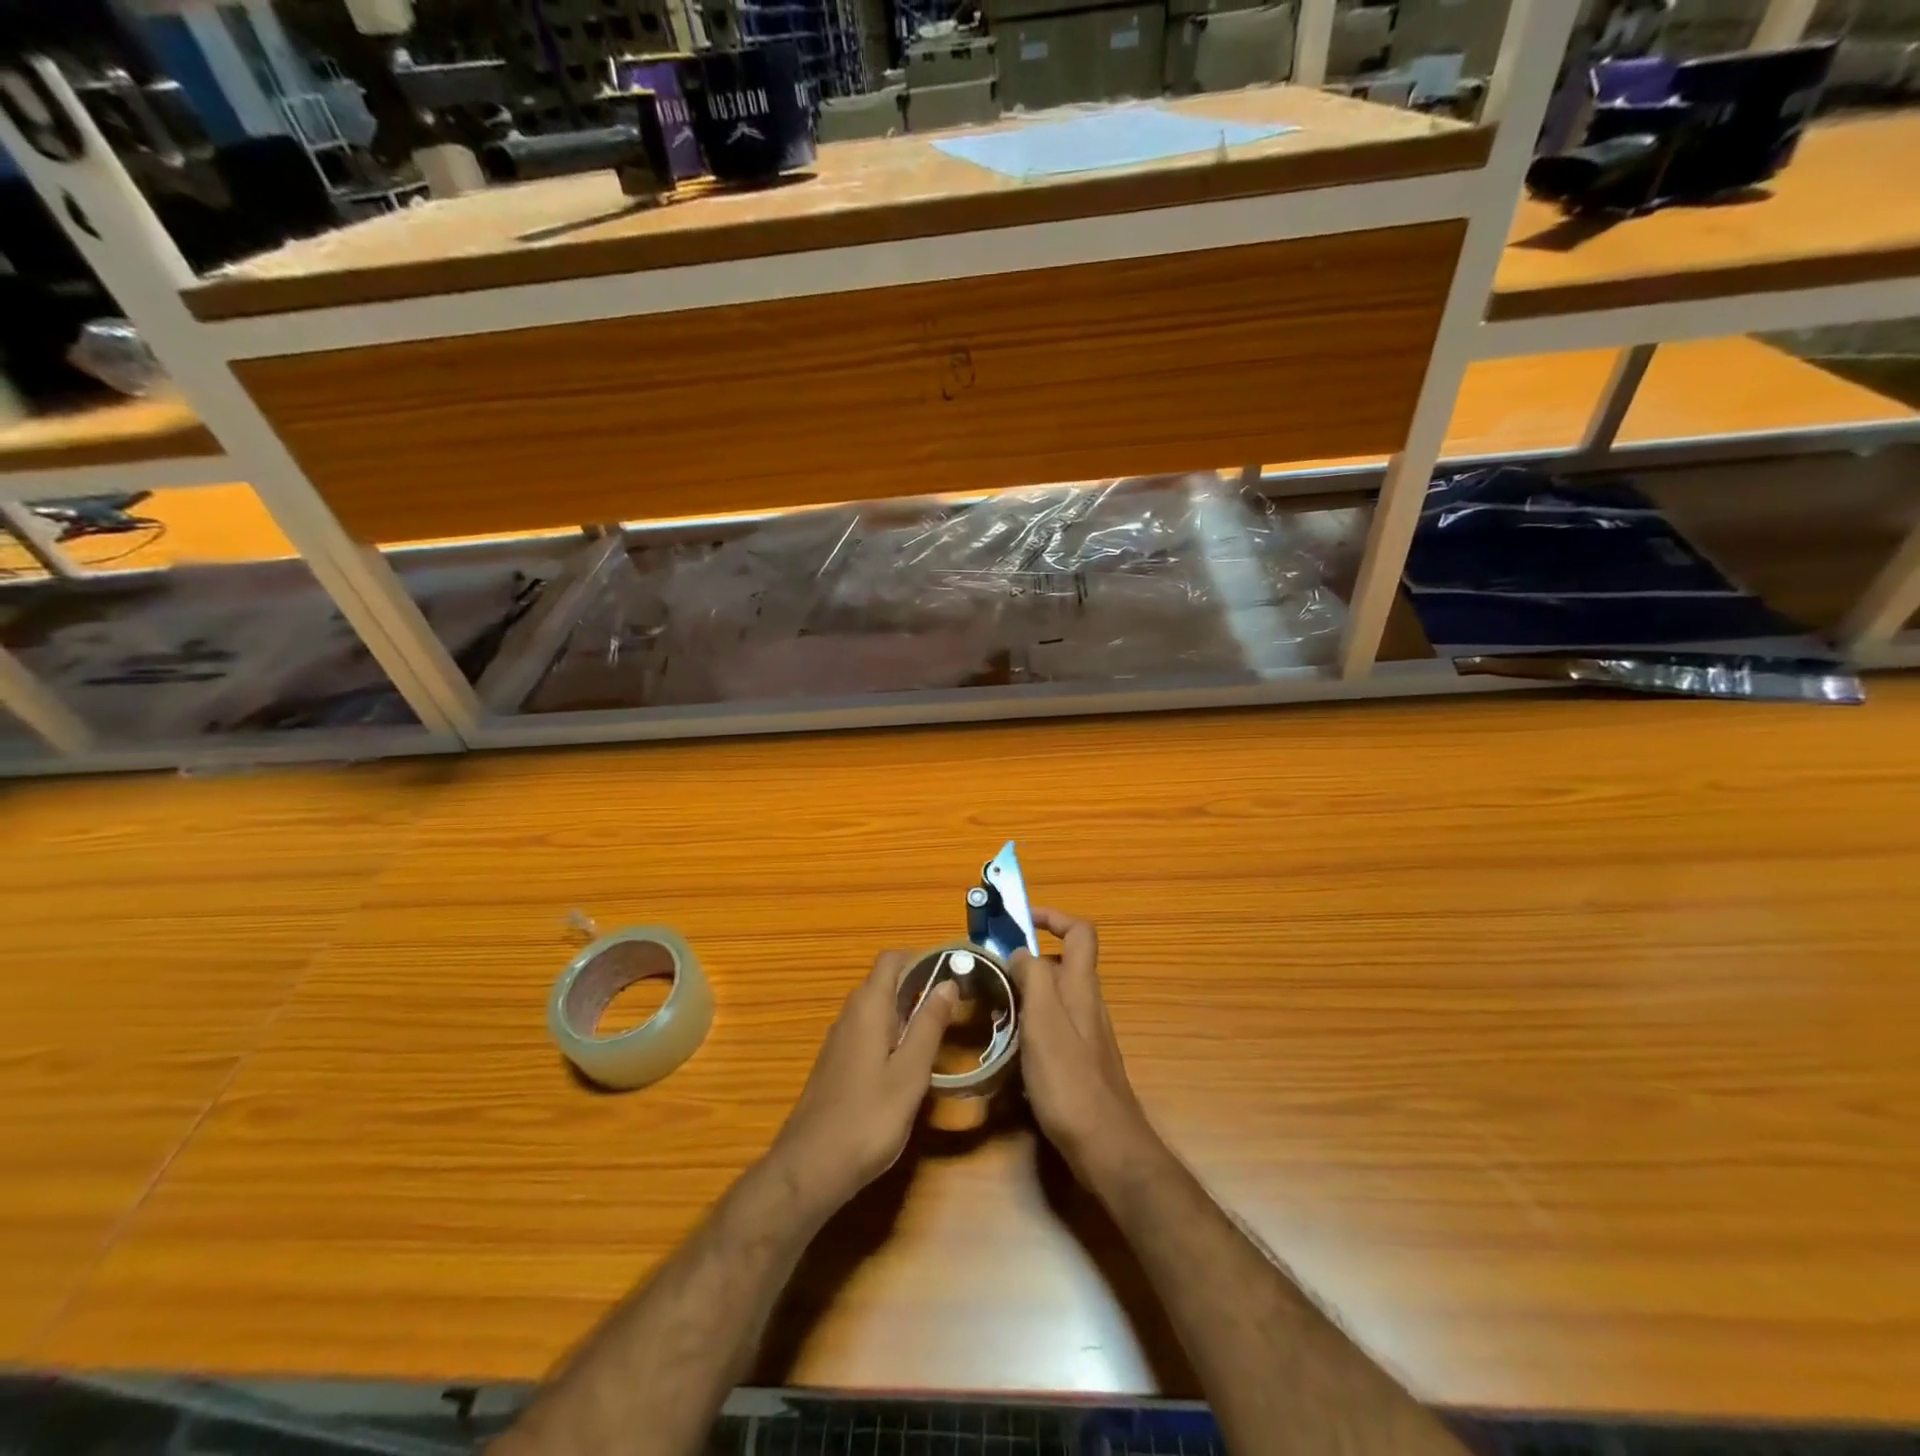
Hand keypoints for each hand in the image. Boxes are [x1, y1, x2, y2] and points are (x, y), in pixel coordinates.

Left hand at [767, 951, 957, 1216]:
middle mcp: (850, 1014)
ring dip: (906, 1011)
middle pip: (884, 981)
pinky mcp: (836, 1064)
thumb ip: (929, 1025)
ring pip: (877, 1008)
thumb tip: (948, 982)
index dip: (922, 959)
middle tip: (953, 1007)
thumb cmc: (868, 1118)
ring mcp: (839, 1040)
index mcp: (868, 1006)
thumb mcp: (910, 1072)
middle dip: (918, 985)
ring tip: (938, 1034)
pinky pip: (868, 1031)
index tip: (952, 974)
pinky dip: (891, 1034)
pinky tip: (908, 1064)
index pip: (892, 959)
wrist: (811, 1168)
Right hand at [1010, 909, 1160, 1185]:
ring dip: (1024, 994)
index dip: (1053, 917)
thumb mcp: (1043, 1020)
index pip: (1079, 932)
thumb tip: (1019, 952)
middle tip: (991, 972)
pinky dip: (1028, 1026)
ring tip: (992, 1008)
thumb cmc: (1069, 1079)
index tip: (1020, 920)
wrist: (1105, 1145)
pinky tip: (1007, 1049)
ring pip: (1053, 998)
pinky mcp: (1078, 1062)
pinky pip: (1051, 1028)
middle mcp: (1086, 1004)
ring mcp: (1085, 1034)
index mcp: (1081, 986)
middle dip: (1026, 961)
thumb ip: (1032, 978)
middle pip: (1061, 964)